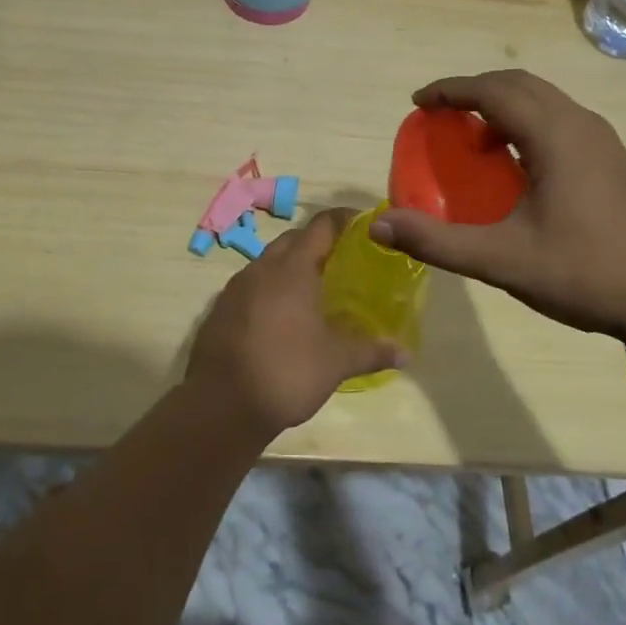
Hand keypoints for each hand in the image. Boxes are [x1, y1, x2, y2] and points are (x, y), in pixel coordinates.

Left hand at [185, 209, 403, 438]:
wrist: (220, 405)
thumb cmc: (285, 372)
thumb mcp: (336, 362)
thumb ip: (371, 351)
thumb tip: (405, 351)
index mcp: (292, 269)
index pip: (321, 226)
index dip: (344, 219)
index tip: (363, 224)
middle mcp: (262, 268)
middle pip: (293, 239)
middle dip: (317, 243)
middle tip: (342, 260)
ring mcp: (235, 288)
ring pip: (268, 262)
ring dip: (291, 266)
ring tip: (314, 289)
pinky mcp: (220, 309)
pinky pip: (251, 286)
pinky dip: (270, 289)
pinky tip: (282, 316)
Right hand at [370, 70, 625, 345]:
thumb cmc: (588, 273)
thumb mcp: (504, 261)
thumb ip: (438, 241)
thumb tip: (379, 227)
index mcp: (555, 135)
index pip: (493, 90)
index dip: (451, 90)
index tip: (419, 102)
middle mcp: (581, 124)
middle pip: (520, 84)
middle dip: (476, 91)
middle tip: (442, 114)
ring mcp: (605, 142)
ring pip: (545, 101)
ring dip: (504, 106)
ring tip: (475, 140)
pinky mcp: (616, 161)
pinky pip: (561, 121)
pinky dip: (528, 124)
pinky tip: (519, 168)